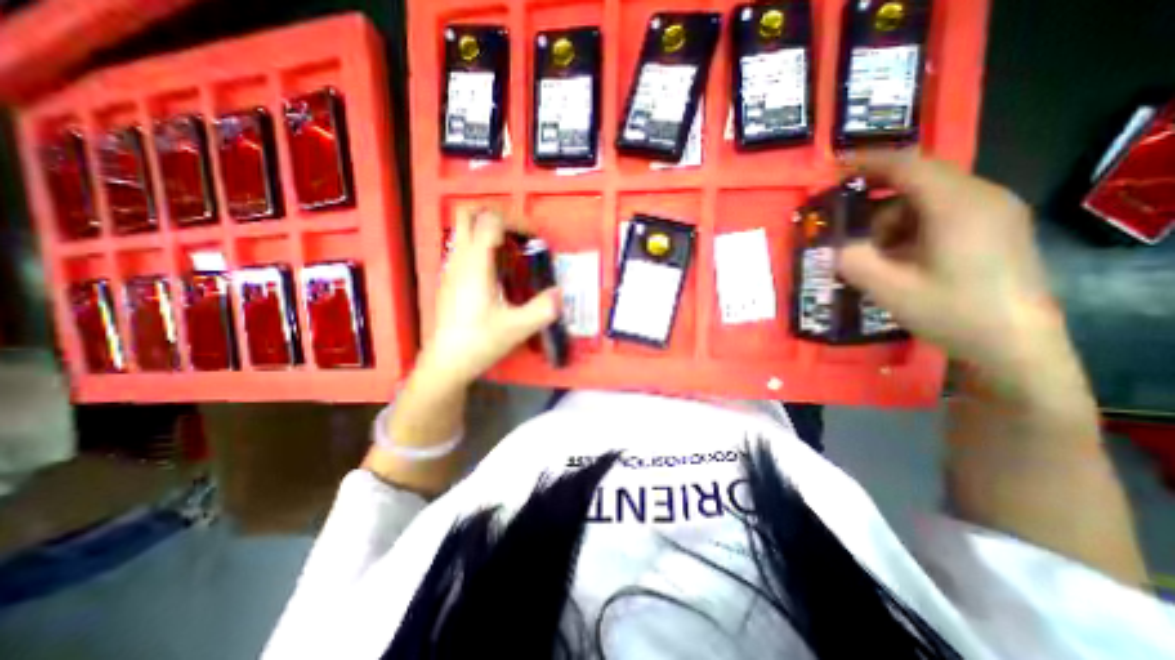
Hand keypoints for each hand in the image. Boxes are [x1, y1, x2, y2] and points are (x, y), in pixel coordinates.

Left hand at [420, 206, 561, 386]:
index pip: (491, 221)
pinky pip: (463, 247)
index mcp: (475, 265)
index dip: (516, 221)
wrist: (446, 362)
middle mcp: (459, 259)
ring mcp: (450, 268)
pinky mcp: (449, 279)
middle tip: (519, 234)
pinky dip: (481, 246)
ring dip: (488, 230)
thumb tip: (560, 293)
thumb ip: (543, 308)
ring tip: (512, 253)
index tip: (534, 239)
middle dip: (496, 215)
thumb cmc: (479, 342)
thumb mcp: (517, 327)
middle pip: (468, 213)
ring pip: (463, 229)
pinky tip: (497, 272)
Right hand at [834, 152, 1070, 392]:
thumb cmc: (951, 312)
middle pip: (917, 180)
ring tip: (875, 254)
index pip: (908, 165)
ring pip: (928, 198)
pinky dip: (911, 228)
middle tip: (847, 227)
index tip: (835, 170)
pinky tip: (900, 258)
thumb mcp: (888, 289)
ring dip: (892, 219)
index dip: (868, 162)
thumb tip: (837, 247)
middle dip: (876, 200)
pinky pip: (943, 213)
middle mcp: (982, 198)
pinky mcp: (995, 228)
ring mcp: (994, 212)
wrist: (1014, 345)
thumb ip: (853, 260)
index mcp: (957, 206)